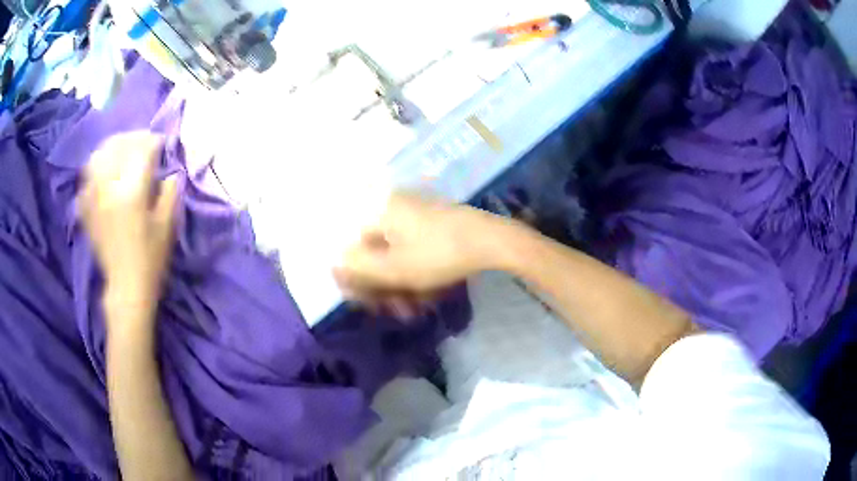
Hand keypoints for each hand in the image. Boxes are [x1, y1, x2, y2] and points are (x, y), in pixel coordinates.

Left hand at [79, 132, 178, 313]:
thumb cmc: (150, 258)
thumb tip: (169, 172)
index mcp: (132, 191)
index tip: (160, 143)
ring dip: (110, 148)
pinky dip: (93, 169)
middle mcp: (109, 188)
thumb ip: (170, 192)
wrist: (126, 287)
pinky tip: (101, 171)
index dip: (153, 142)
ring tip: (119, 150)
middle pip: (118, 147)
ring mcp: (94, 198)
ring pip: (97, 157)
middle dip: (132, 139)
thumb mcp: (168, 225)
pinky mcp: (86, 210)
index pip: (142, 150)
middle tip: (141, 143)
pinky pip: (85, 179)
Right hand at [335, 193, 507, 314]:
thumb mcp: (394, 268)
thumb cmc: (438, 254)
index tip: (369, 305)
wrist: (492, 241)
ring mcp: (417, 215)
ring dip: (402, 285)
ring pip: (398, 255)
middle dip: (384, 287)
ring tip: (414, 309)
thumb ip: (358, 269)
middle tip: (396, 311)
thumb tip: (334, 266)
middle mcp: (395, 208)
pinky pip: (416, 250)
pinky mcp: (435, 224)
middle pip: (377, 254)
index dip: (358, 280)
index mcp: (380, 212)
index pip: (354, 249)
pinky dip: (417, 273)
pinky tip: (427, 295)